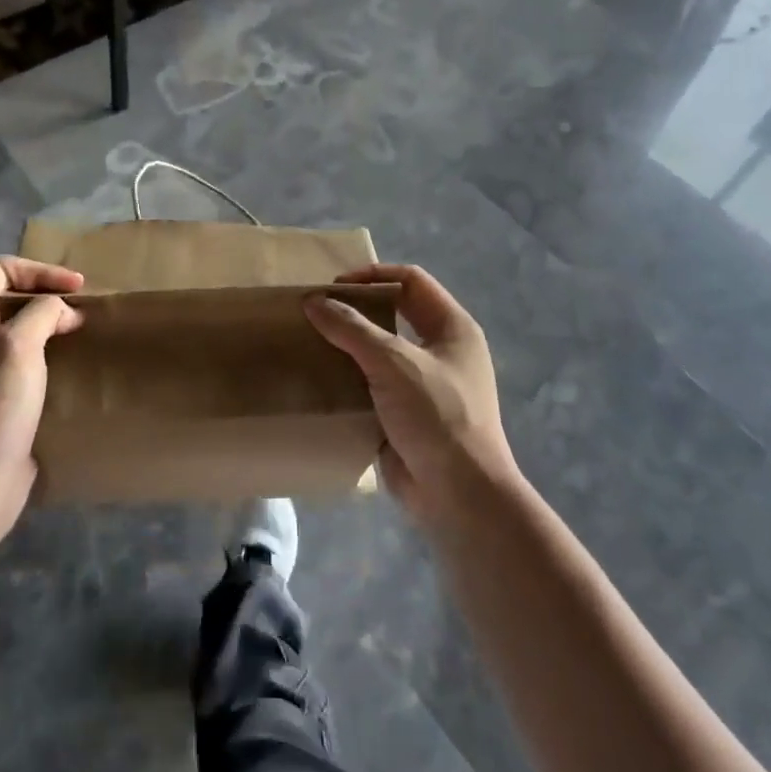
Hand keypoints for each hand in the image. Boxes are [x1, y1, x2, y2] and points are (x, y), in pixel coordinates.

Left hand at [0, 257, 84, 533]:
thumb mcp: (17, 346)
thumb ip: (41, 314)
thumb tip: (62, 312)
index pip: (1, 270)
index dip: (39, 271)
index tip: (75, 289)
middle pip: (13, 300)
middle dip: (50, 299)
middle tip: (84, 313)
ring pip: (25, 335)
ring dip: (55, 330)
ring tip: (85, 338)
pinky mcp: (5, 405)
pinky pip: (32, 368)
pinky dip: (55, 361)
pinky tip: (76, 373)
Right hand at [305, 264, 517, 529]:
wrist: (460, 496)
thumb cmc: (438, 416)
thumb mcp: (394, 363)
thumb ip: (352, 328)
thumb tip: (313, 300)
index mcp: (452, 327)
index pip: (411, 281)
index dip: (373, 276)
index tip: (334, 286)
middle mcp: (440, 351)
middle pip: (393, 315)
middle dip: (355, 311)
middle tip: (316, 315)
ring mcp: (423, 385)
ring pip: (379, 352)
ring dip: (347, 347)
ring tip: (310, 344)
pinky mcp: (405, 415)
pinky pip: (372, 387)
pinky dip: (348, 381)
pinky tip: (318, 382)